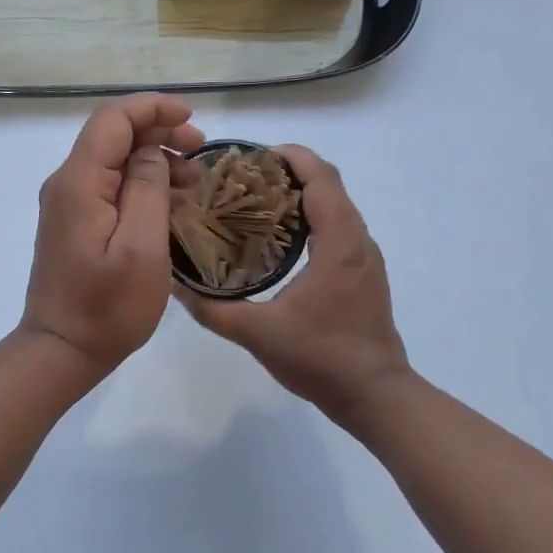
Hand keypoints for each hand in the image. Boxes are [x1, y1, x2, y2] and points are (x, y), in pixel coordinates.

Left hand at [19, 95, 205, 377]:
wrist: (62, 350)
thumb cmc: (107, 307)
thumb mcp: (141, 247)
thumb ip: (147, 189)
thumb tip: (151, 153)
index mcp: (79, 182)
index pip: (112, 119)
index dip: (152, 109)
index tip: (192, 121)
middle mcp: (66, 184)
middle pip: (112, 136)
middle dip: (159, 133)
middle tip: (201, 151)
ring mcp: (67, 205)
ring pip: (113, 161)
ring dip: (154, 161)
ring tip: (195, 183)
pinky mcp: (73, 224)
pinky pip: (109, 187)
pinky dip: (141, 185)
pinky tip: (170, 203)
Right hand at [180, 146, 411, 426]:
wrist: (377, 396)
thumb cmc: (322, 358)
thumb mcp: (258, 334)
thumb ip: (213, 309)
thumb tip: (176, 286)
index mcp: (339, 243)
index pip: (321, 178)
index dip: (291, 157)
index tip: (253, 156)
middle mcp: (358, 241)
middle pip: (329, 186)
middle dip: (290, 172)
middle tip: (245, 179)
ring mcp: (365, 259)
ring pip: (336, 207)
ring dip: (302, 195)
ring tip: (257, 204)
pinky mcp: (364, 275)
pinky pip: (339, 229)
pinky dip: (312, 219)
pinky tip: (280, 242)